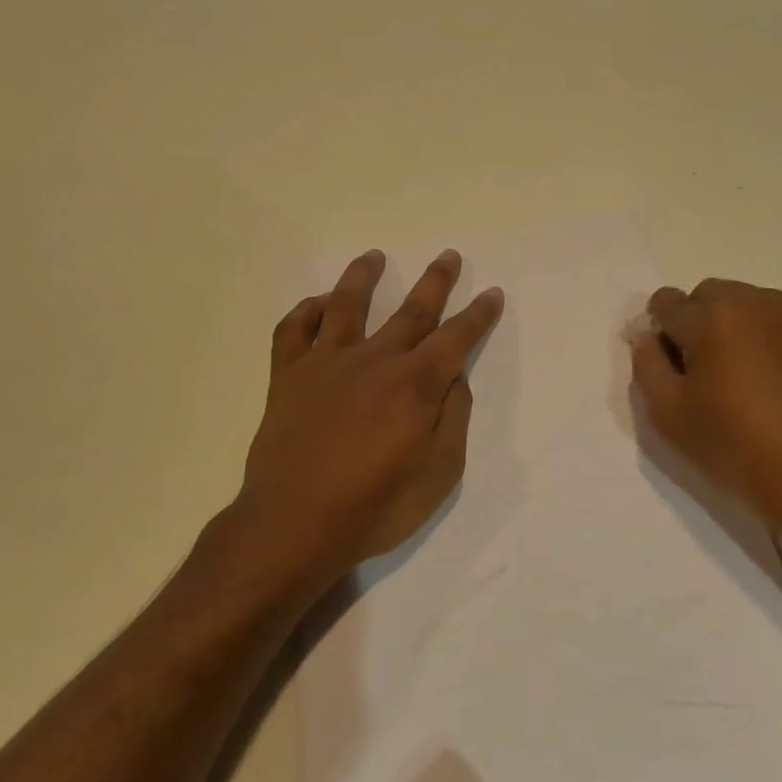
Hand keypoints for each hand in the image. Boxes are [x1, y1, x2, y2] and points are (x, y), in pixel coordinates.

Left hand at [235, 249, 502, 587]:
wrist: (293, 525)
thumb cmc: (374, 508)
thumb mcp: (438, 475)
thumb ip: (452, 418)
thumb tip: (453, 379)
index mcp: (414, 384)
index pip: (456, 338)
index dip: (478, 315)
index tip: (491, 293)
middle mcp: (374, 360)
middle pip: (411, 311)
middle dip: (435, 282)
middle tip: (448, 256)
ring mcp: (326, 364)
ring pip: (347, 305)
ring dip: (362, 276)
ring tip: (373, 256)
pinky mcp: (289, 376)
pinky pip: (293, 330)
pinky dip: (306, 311)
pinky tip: (318, 303)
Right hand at [629, 279, 781, 538]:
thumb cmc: (736, 446)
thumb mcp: (668, 414)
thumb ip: (646, 365)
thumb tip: (647, 336)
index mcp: (712, 316)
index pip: (666, 302)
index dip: (658, 331)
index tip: (667, 365)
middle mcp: (755, 301)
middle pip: (708, 295)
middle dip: (696, 322)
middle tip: (702, 373)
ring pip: (746, 304)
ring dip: (733, 326)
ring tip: (741, 377)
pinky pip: (779, 321)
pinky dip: (767, 338)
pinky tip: (773, 381)